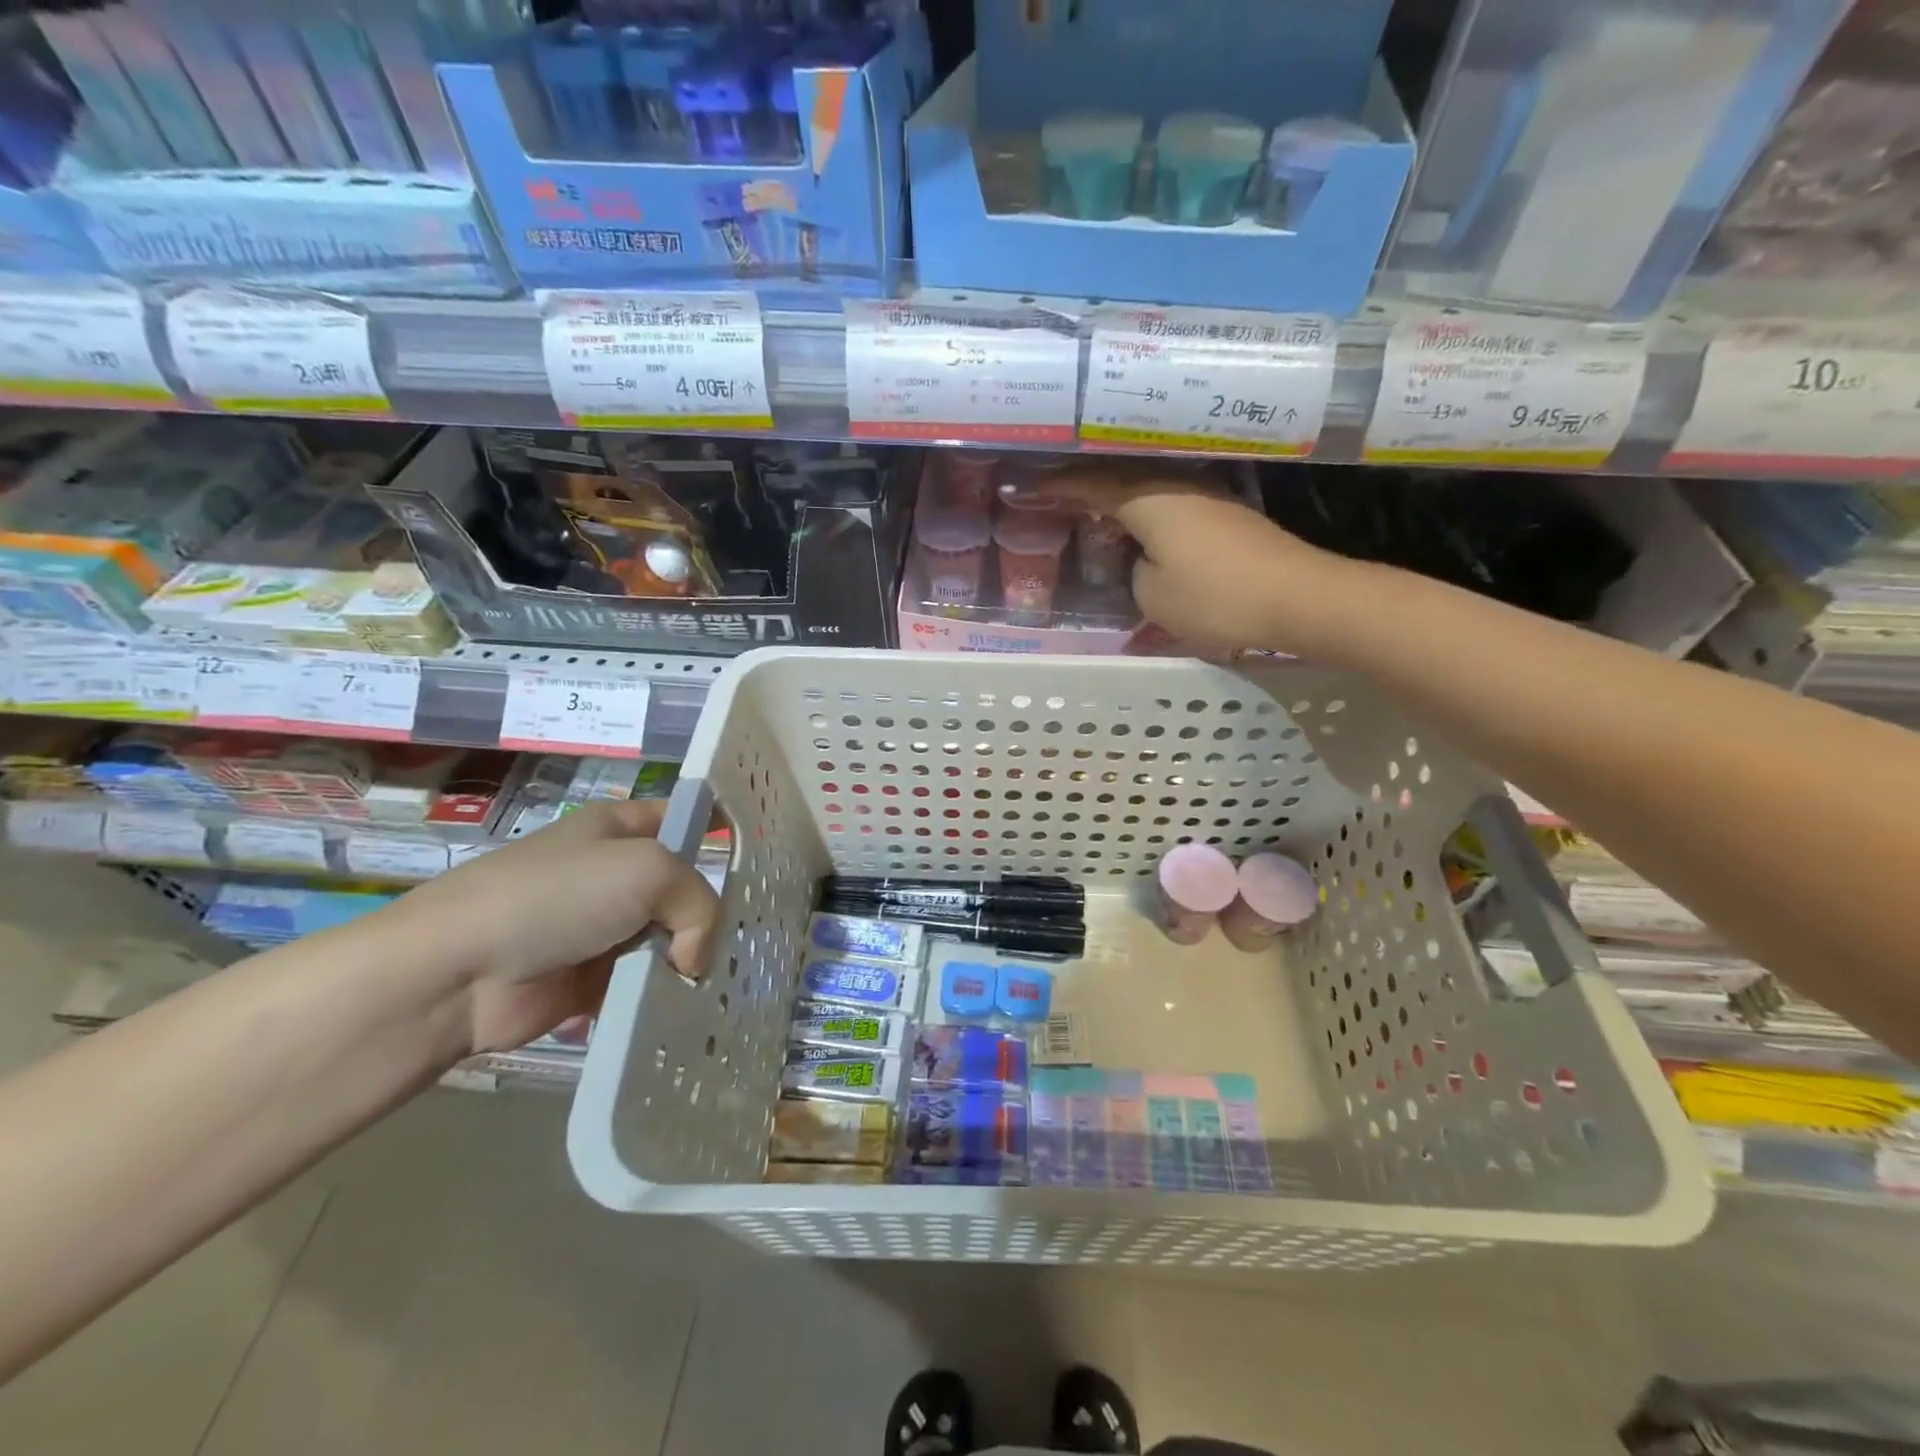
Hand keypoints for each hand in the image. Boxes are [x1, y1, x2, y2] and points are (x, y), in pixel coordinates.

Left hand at [395, 800, 719, 1054]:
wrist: (460, 971)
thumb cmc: (558, 896)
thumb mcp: (648, 870)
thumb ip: (698, 904)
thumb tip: (692, 959)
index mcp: (622, 828)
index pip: (685, 818)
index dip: (721, 829)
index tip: (762, 858)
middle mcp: (615, 874)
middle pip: (684, 887)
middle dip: (714, 912)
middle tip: (751, 937)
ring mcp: (602, 928)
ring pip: (669, 939)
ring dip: (690, 961)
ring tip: (723, 981)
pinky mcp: (591, 980)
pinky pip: (644, 983)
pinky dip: (663, 996)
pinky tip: (688, 1009)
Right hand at [1012, 465, 1353, 656]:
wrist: (1299, 598)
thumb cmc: (1217, 597)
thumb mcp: (1154, 596)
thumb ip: (1134, 572)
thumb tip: (1142, 560)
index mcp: (1149, 498)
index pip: (1089, 484)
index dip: (1054, 487)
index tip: (1020, 486)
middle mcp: (1176, 484)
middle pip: (1118, 475)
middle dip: (1081, 483)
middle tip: (1050, 491)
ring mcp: (1205, 496)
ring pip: (1146, 487)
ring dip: (1114, 495)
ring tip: (1086, 506)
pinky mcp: (1225, 515)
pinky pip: (1168, 503)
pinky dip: (1142, 511)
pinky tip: (1135, 526)